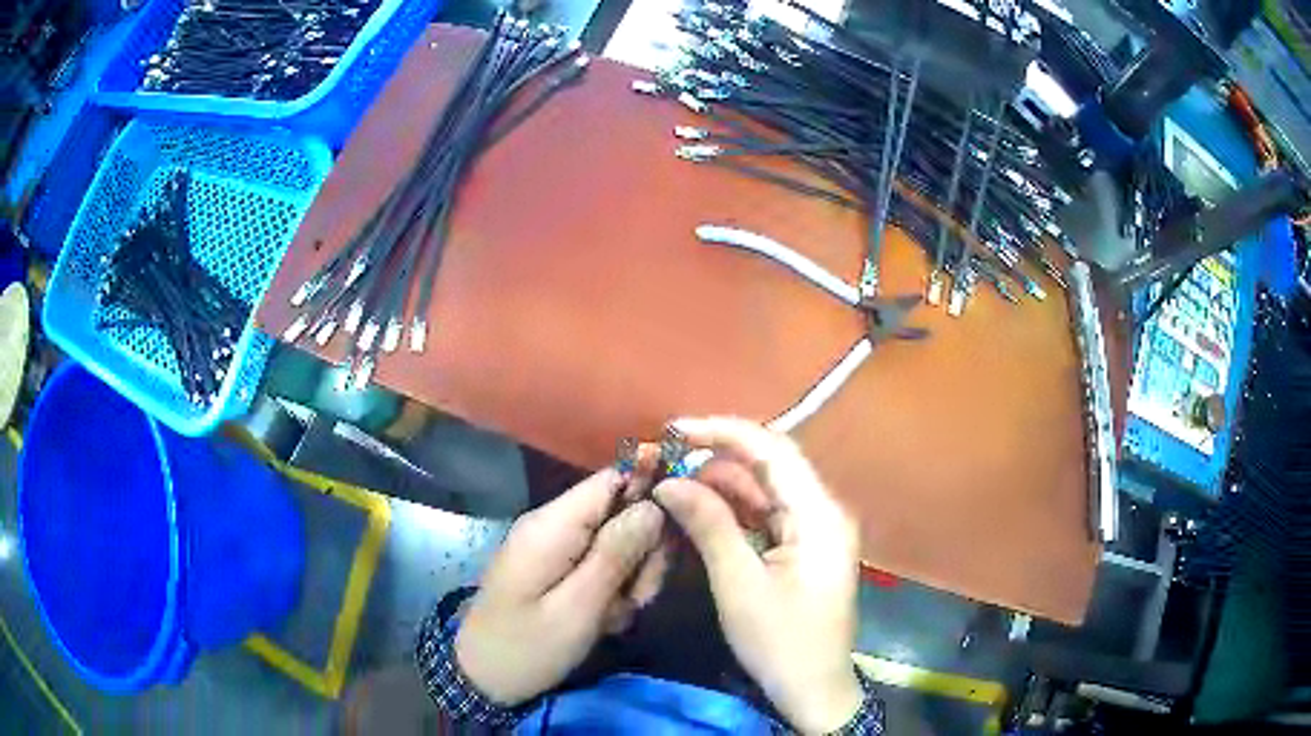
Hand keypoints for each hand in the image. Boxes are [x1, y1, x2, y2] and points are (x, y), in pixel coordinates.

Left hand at [455, 466, 666, 704]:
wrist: (483, 678)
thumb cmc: (527, 647)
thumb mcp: (578, 608)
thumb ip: (615, 555)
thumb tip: (654, 505)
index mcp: (552, 524)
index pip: (612, 479)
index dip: (650, 495)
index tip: (675, 537)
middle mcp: (552, 524)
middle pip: (620, 512)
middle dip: (643, 552)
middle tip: (641, 598)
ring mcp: (553, 546)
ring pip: (615, 542)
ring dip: (630, 576)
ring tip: (620, 615)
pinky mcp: (554, 567)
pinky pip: (597, 564)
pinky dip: (611, 589)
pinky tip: (606, 619)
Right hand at [654, 417, 862, 734]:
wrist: (812, 690)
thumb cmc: (781, 642)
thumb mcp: (739, 585)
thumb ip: (709, 526)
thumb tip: (670, 482)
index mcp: (819, 514)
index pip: (773, 450)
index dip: (723, 431)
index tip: (675, 430)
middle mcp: (821, 510)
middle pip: (769, 465)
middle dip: (716, 457)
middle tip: (666, 459)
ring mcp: (813, 528)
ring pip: (762, 489)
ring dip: (719, 485)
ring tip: (672, 485)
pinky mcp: (800, 546)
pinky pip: (763, 514)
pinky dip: (730, 510)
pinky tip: (696, 511)